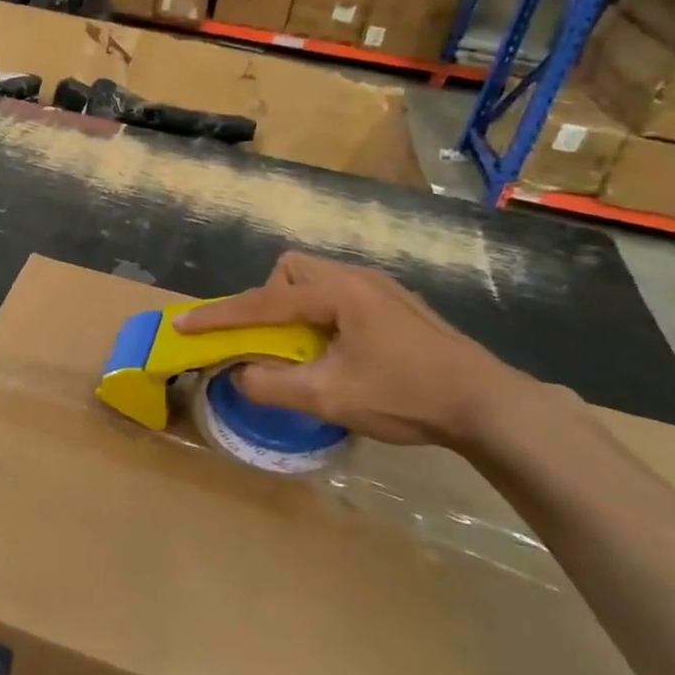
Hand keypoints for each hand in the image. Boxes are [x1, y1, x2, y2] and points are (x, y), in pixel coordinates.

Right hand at [174, 252, 538, 453]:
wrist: (491, 405)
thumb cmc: (407, 395)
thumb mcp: (330, 398)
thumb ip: (273, 385)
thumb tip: (238, 376)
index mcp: (337, 294)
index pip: (262, 302)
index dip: (219, 317)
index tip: (184, 327)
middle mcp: (356, 278)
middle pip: (291, 269)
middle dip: (267, 299)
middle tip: (271, 339)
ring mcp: (381, 289)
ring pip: (317, 279)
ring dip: (295, 308)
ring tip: (305, 349)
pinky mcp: (397, 305)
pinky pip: (340, 295)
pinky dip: (321, 316)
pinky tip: (340, 352)